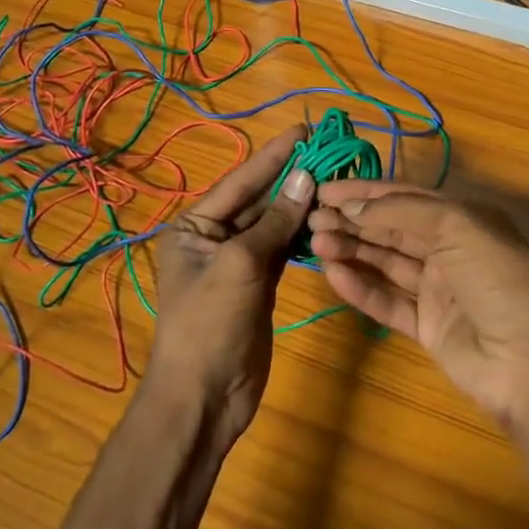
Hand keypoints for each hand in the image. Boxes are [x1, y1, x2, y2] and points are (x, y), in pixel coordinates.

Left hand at [146, 124, 314, 452]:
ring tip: (335, 178)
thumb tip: (305, 178)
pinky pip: (282, 248)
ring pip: (273, 224)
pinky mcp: (258, 284)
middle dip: (290, 177)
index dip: (273, 155)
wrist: (204, 398)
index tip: (305, 130)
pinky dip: (301, 233)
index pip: (240, 181)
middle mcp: (213, 237)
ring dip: (300, 204)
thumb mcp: (240, 266)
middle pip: (258, 199)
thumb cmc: (209, 325)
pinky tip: (325, 216)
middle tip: (329, 151)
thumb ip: (274, 222)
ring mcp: (238, 261)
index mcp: (194, 226)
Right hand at [309, 182, 528, 426]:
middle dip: (352, 220)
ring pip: (386, 263)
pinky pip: (388, 301)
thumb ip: (400, 213)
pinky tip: (335, 276)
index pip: (405, 197)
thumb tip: (351, 206)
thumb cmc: (497, 279)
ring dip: (352, 250)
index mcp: (464, 217)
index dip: (365, 192)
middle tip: (311, 219)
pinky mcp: (428, 327)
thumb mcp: (455, 227)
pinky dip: (362, 288)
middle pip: (391, 229)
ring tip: (315, 244)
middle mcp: (450, 248)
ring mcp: (439, 289)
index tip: (324, 190)